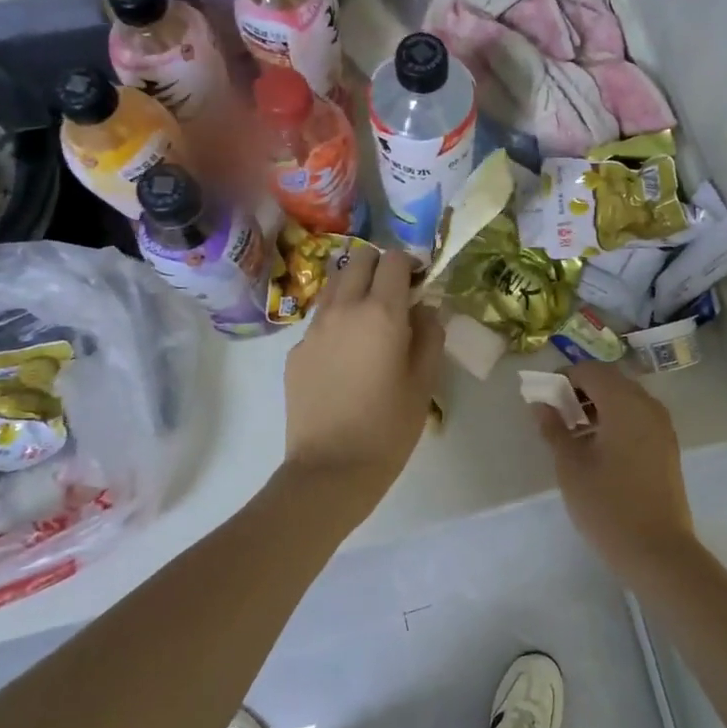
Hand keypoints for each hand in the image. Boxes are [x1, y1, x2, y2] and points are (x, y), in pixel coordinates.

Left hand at [282, 246, 442, 511]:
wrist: (331, 469)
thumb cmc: (389, 427)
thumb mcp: (425, 381)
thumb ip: (430, 334)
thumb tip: (424, 308)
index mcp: (381, 313)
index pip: (394, 259)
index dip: (410, 264)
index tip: (420, 284)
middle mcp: (343, 309)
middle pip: (359, 258)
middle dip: (380, 266)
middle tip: (395, 295)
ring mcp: (314, 328)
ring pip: (335, 284)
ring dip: (355, 287)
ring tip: (370, 320)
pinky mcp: (296, 350)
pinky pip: (320, 318)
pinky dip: (337, 319)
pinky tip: (347, 356)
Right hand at [533, 361, 696, 576]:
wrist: (658, 551)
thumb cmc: (608, 506)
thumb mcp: (571, 467)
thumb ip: (554, 429)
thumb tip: (541, 404)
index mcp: (625, 403)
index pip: (591, 370)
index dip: (564, 377)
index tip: (544, 398)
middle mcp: (648, 406)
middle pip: (610, 381)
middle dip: (581, 390)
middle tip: (556, 414)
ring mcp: (662, 426)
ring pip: (625, 399)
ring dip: (598, 406)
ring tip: (573, 434)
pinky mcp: (666, 446)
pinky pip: (637, 417)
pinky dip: (615, 420)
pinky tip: (597, 448)